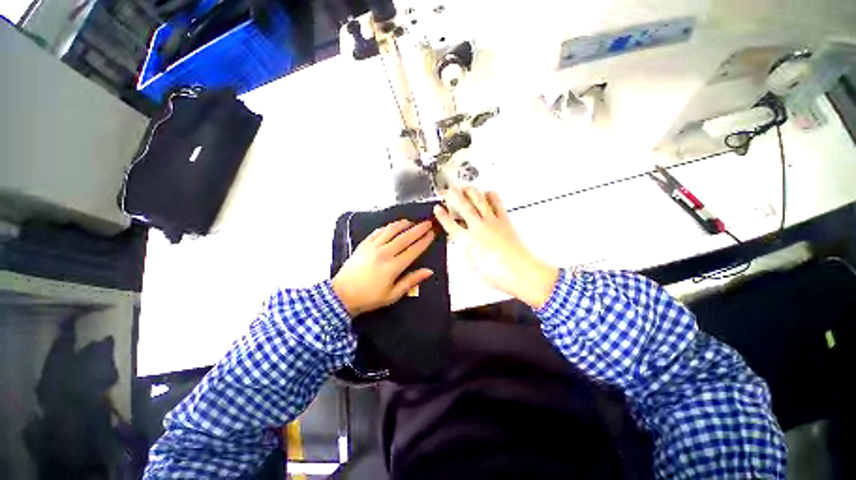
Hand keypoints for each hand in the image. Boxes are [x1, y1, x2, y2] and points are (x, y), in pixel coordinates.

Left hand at [332, 219, 435, 316]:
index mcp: (393, 266)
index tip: (432, 233)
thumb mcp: (393, 294)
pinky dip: (387, 227)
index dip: (424, 241)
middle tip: (427, 223)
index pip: (413, 250)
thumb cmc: (369, 297)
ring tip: (412, 222)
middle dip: (418, 229)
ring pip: (391, 230)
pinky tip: (393, 226)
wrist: (341, 295)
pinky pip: (378, 231)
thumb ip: (411, 281)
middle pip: (405, 237)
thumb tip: (429, 271)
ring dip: (403, 224)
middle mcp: (384, 253)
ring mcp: (373, 246)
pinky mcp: (364, 244)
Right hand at [434, 187, 557, 308]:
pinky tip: (488, 193)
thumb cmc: (496, 273)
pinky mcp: (504, 220)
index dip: (442, 215)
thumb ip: (465, 248)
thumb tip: (462, 241)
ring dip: (471, 191)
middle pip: (463, 206)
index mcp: (467, 240)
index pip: (450, 224)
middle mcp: (478, 227)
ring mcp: (491, 222)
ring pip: (479, 200)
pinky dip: (491, 196)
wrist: (518, 271)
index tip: (437, 208)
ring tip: (466, 186)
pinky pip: (497, 203)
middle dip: (453, 196)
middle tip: (449, 189)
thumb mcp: (472, 263)